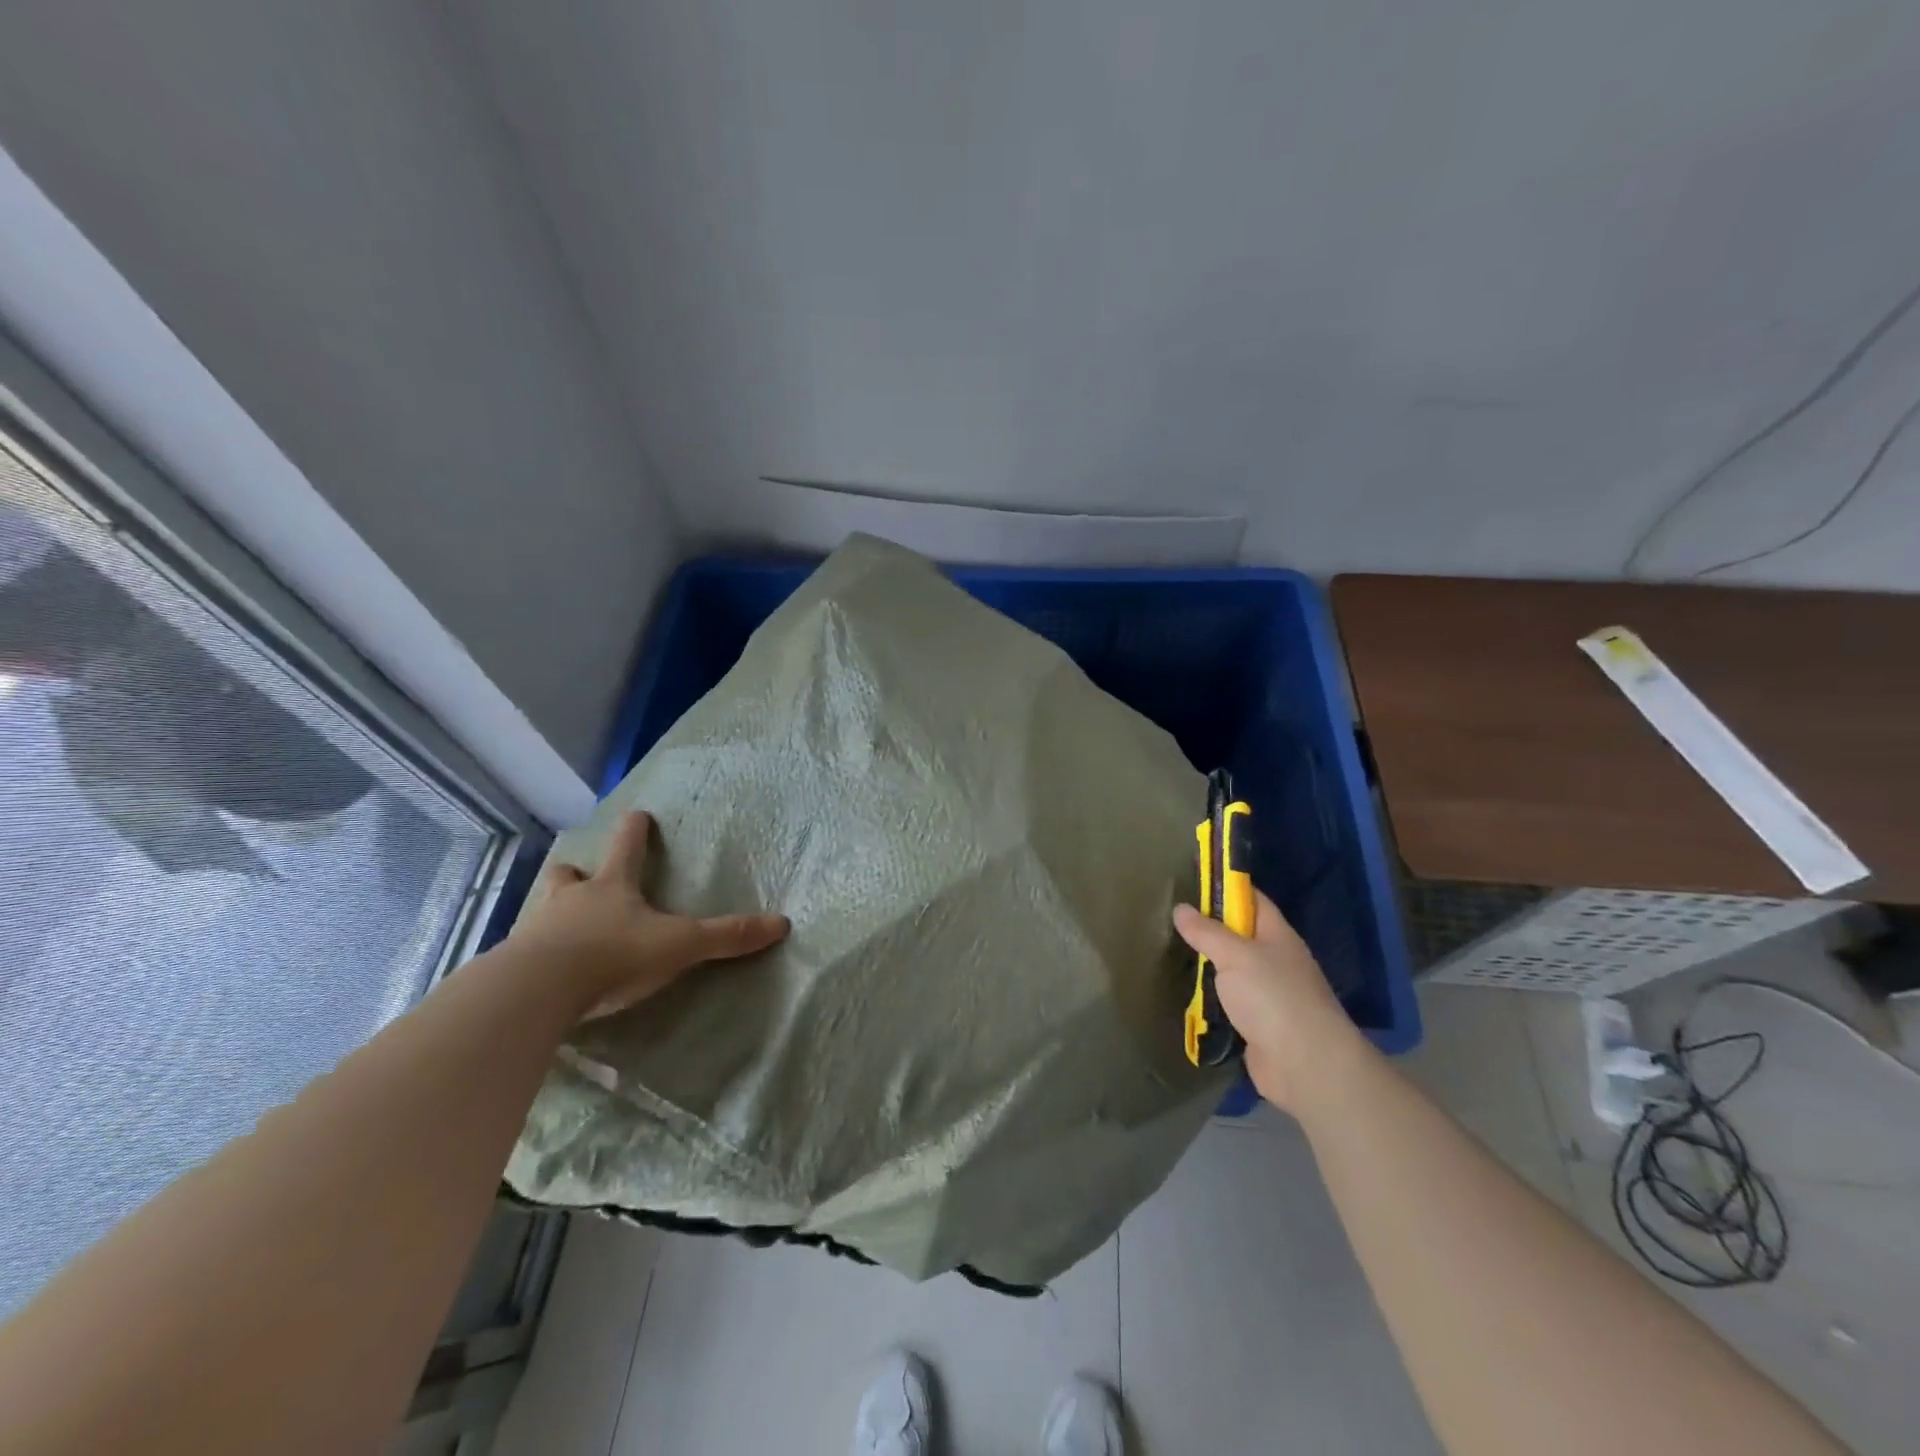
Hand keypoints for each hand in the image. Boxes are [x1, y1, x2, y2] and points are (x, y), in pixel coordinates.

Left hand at [508, 810, 788, 1020]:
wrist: (538, 990)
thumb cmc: (614, 954)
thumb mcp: (679, 945)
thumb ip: (726, 936)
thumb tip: (782, 923)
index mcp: (612, 887)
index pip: (627, 848)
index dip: (635, 830)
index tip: (637, 813)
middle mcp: (572, 900)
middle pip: (570, 874)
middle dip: (577, 872)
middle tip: (582, 875)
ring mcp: (537, 930)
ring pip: (542, 908)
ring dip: (553, 911)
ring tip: (560, 923)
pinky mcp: (513, 965)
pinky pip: (524, 951)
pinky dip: (533, 954)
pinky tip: (541, 971)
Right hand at [1173, 891, 1366, 1111]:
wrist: (1307, 1066)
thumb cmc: (1274, 998)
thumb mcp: (1235, 955)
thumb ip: (1206, 932)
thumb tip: (1181, 908)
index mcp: (1277, 935)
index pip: (1251, 899)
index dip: (1225, 887)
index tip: (1192, 880)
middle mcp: (1275, 960)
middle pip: (1239, 935)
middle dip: (1208, 928)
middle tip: (1169, 919)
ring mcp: (1269, 994)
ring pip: (1232, 970)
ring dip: (1207, 966)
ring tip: (1170, 954)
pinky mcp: (1258, 1024)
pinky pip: (1229, 1002)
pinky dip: (1210, 998)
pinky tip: (1185, 993)